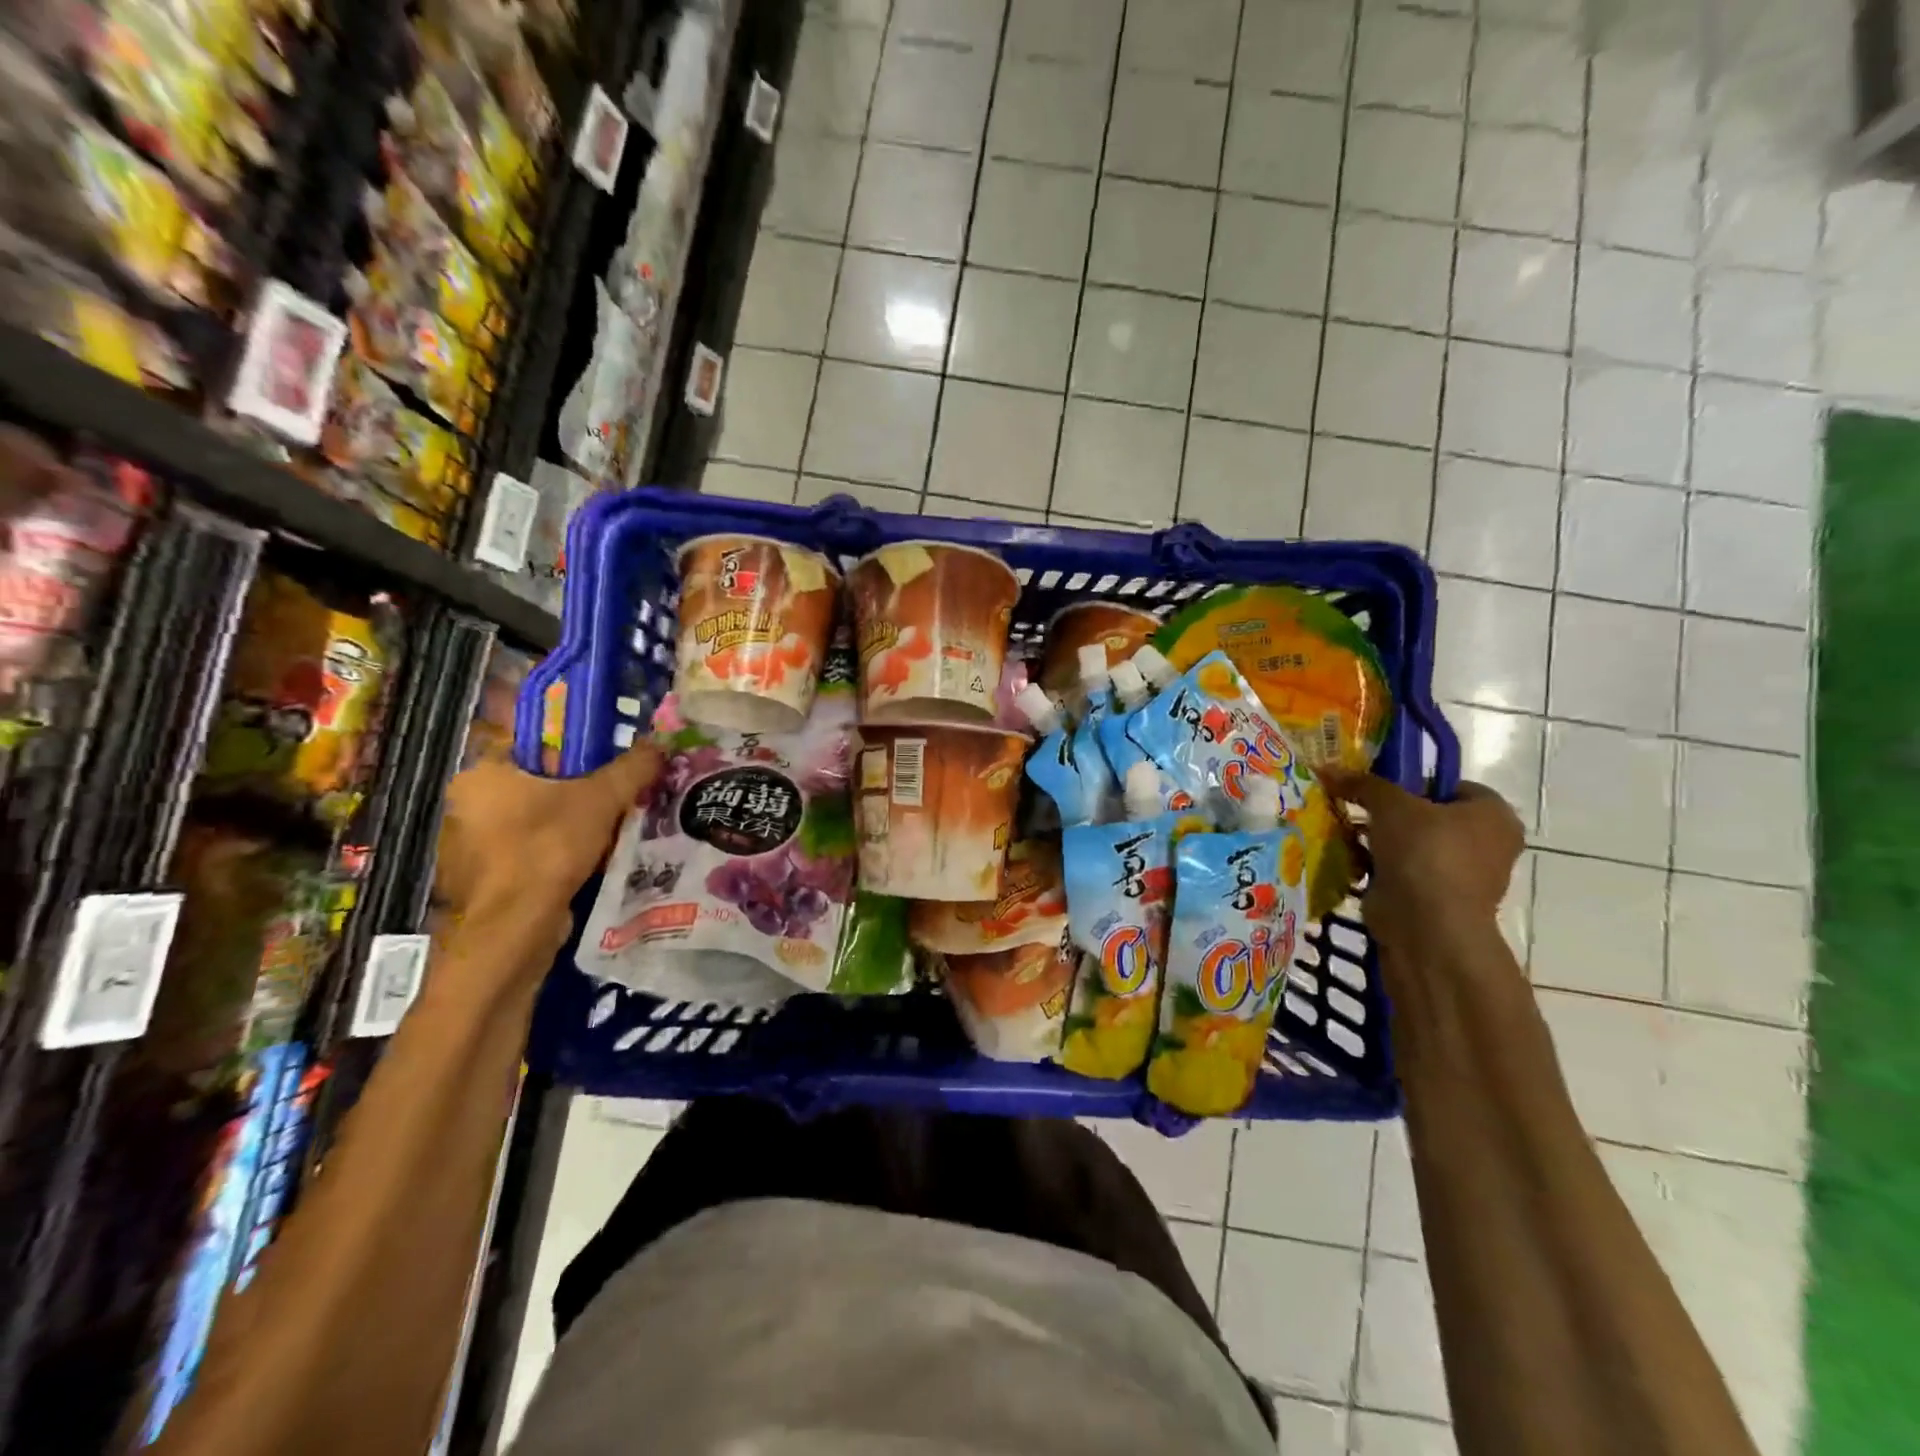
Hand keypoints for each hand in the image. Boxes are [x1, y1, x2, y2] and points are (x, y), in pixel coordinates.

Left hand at [435, 745, 661, 961]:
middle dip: (571, 788)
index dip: (568, 746)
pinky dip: (553, 853)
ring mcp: (467, 845)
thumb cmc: (549, 847)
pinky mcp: (481, 879)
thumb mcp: (603, 798)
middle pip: (531, 783)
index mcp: (482, 773)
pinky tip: (586, 858)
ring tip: (607, 826)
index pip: (526, 743)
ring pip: (529, 820)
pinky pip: (525, 852)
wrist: (515, 927)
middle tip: (612, 792)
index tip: (602, 758)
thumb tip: (659, 744)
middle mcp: (465, 804)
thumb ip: (632, 768)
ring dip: (564, 822)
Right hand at [1317, 769, 1523, 963]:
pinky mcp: (1436, 900)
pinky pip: (1404, 873)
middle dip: (1392, 814)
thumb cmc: (1424, 852)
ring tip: (1347, 831)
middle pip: (1429, 816)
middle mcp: (1488, 844)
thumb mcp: (1390, 804)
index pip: (1451, 785)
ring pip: (1414, 846)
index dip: (1414, 782)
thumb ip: (1363, 783)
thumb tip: (1329, 769)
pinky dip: (1380, 867)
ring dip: (1382, 842)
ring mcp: (1463, 876)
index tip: (1379, 787)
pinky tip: (1351, 859)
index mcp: (1493, 814)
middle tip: (1357, 807)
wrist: (1426, 924)